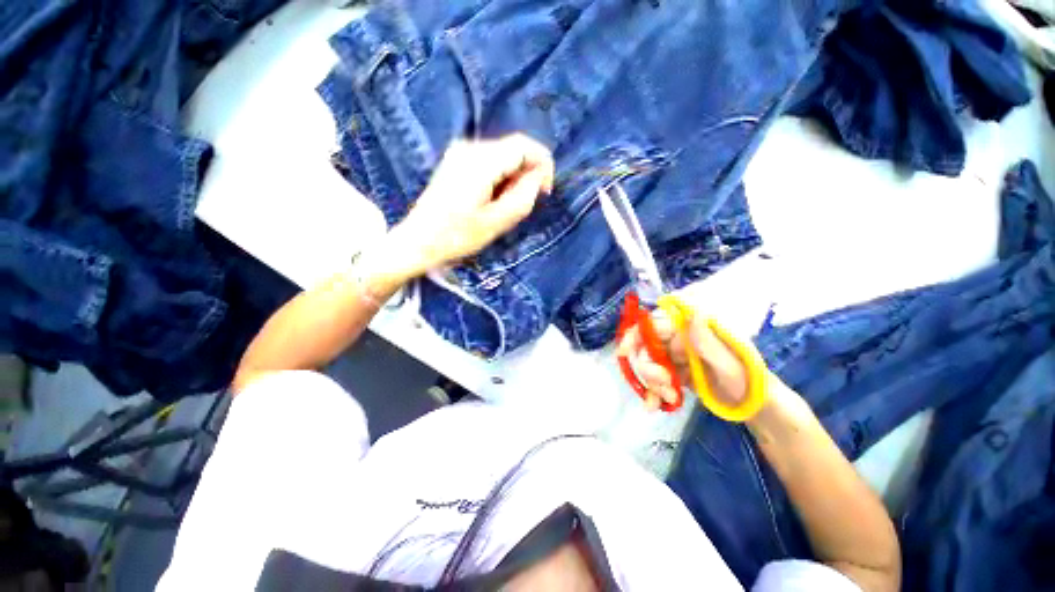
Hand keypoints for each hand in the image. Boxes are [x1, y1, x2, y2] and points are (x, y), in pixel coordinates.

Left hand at [392, 134, 554, 274]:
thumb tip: (538, 178)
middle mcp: (469, 148)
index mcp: (480, 161)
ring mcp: (460, 152)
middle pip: (513, 149)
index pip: (524, 145)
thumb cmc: (457, 236)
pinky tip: (493, 199)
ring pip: (502, 156)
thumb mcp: (496, 222)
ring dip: (514, 178)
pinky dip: (500, 178)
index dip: (542, 164)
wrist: (418, 241)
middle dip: (527, 173)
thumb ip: (523, 197)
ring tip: (506, 206)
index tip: (545, 191)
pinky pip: (490, 162)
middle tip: (524, 204)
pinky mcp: (456, 161)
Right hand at [617, 309, 749, 411]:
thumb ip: (708, 342)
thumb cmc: (749, 381)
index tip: (623, 352)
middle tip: (662, 386)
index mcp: (692, 330)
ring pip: (648, 365)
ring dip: (652, 383)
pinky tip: (654, 406)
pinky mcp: (675, 374)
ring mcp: (676, 358)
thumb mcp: (730, 363)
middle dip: (648, 368)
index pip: (656, 325)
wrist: (756, 407)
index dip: (635, 335)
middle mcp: (680, 340)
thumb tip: (692, 313)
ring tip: (668, 399)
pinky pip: (656, 380)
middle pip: (647, 347)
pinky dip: (652, 392)